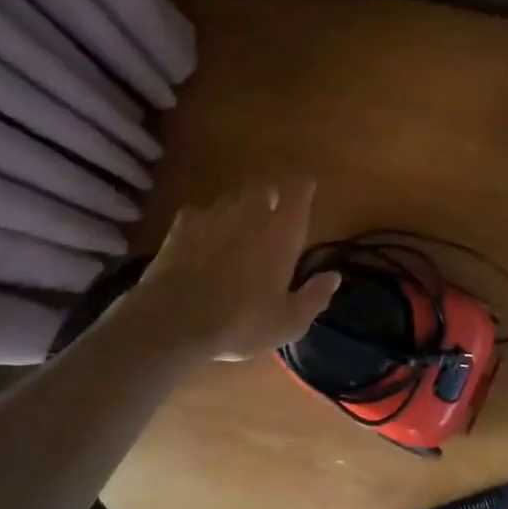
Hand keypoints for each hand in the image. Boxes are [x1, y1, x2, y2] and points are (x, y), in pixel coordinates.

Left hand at [118, 178, 340, 360]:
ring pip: (231, 198)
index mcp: (282, 231)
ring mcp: (214, 215)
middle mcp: (251, 212)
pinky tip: (201, 242)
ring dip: (238, 209)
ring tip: (235, 231)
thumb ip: (314, 296)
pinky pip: (200, 213)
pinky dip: (205, 223)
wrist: (173, 322)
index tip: (306, 192)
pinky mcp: (182, 225)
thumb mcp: (288, 322)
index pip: (299, 189)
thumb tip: (334, 276)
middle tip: (271, 216)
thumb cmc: (241, 322)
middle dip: (270, 196)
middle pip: (264, 186)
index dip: (303, 187)